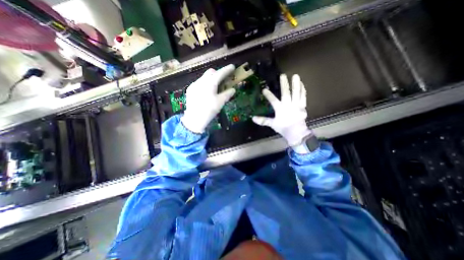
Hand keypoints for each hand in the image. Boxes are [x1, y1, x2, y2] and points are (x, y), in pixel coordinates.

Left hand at [179, 64, 233, 133]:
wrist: (194, 119)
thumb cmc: (209, 110)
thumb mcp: (220, 102)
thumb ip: (227, 94)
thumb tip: (233, 89)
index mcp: (210, 83)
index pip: (220, 73)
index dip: (227, 69)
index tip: (232, 67)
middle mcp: (201, 81)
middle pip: (211, 72)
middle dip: (218, 73)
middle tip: (223, 80)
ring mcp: (194, 84)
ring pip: (204, 77)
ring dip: (211, 79)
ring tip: (214, 88)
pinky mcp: (190, 89)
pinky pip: (199, 83)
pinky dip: (204, 84)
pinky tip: (206, 92)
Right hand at [252, 75, 308, 147]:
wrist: (296, 133)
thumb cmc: (283, 128)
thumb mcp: (272, 124)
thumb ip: (263, 120)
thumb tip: (252, 118)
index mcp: (280, 109)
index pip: (273, 100)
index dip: (268, 95)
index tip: (264, 89)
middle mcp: (288, 105)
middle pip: (286, 93)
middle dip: (284, 85)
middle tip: (283, 75)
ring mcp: (296, 105)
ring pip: (296, 93)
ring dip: (296, 84)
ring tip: (296, 75)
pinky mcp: (303, 106)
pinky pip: (303, 97)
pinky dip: (303, 90)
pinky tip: (302, 84)